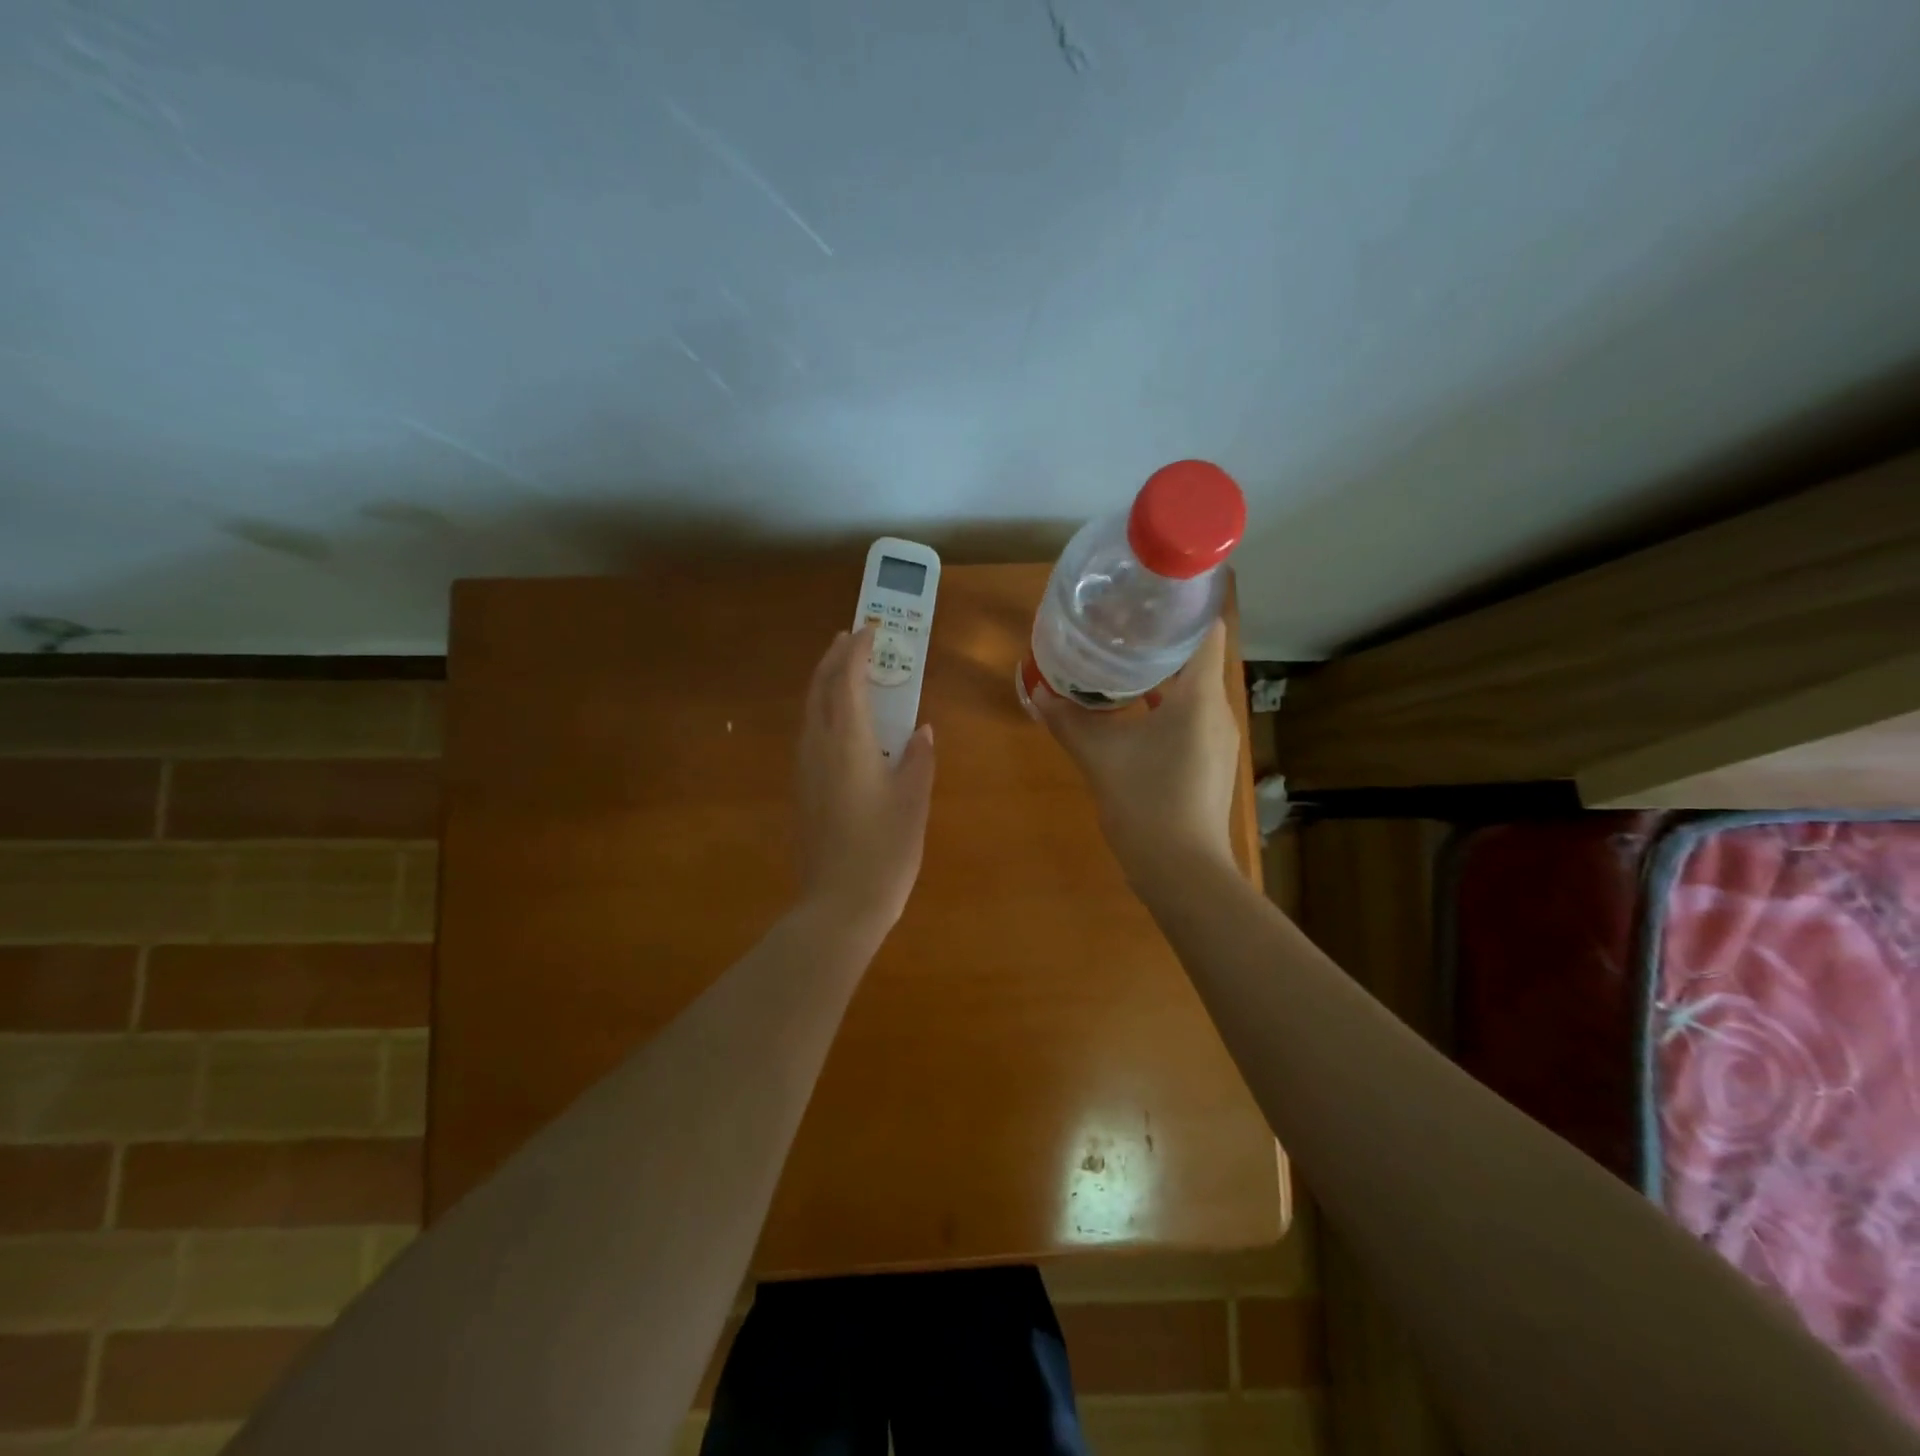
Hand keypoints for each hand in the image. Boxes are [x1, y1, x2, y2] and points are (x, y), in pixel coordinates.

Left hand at [794, 627, 936, 936]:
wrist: (838, 906)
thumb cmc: (884, 851)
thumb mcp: (913, 802)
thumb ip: (918, 759)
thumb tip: (921, 730)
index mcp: (847, 742)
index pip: (847, 681)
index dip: (858, 651)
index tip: (871, 630)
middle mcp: (818, 747)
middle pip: (819, 689)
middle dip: (834, 658)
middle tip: (851, 638)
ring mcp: (805, 770)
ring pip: (810, 711)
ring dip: (826, 683)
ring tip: (845, 671)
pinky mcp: (802, 790)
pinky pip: (810, 733)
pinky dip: (823, 711)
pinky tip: (840, 723)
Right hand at [1034, 621, 1240, 890]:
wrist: (1182, 870)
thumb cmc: (1146, 802)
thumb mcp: (1099, 757)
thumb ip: (1067, 721)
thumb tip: (1036, 692)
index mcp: (1199, 697)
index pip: (1206, 630)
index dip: (1183, 607)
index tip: (1149, 595)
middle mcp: (1217, 711)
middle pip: (1196, 658)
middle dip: (1161, 640)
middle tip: (1120, 625)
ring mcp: (1217, 739)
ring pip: (1192, 691)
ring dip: (1161, 675)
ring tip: (1120, 662)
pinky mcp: (1209, 762)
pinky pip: (1189, 718)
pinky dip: (1164, 706)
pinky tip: (1131, 713)